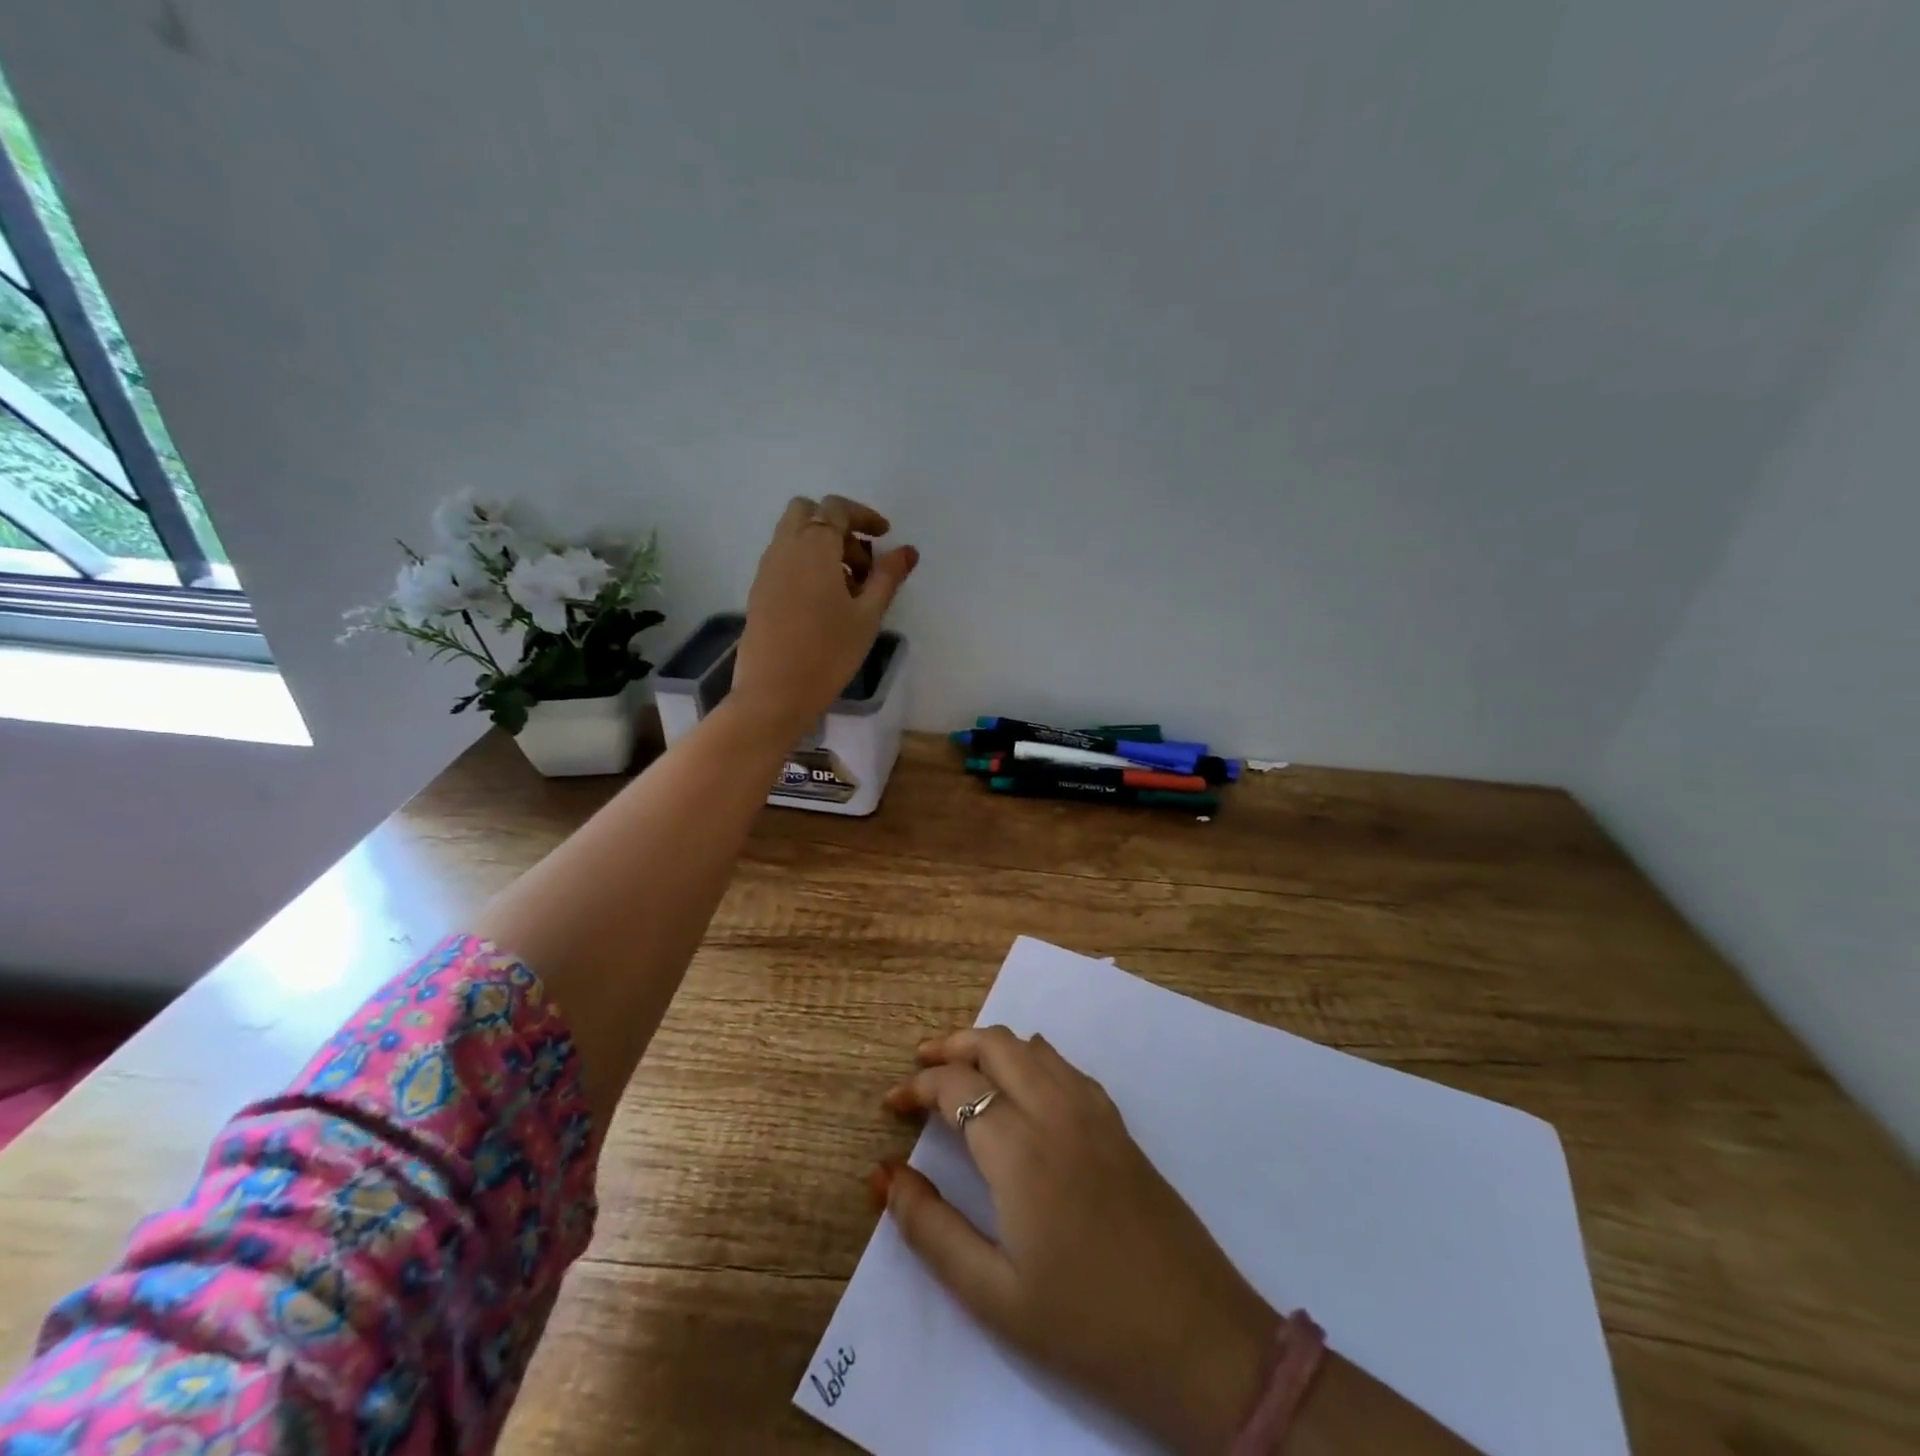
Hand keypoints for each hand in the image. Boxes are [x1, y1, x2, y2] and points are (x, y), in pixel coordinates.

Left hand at [729, 495, 917, 740]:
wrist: (774, 692)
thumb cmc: (828, 652)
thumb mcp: (867, 615)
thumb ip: (887, 577)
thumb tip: (908, 550)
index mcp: (813, 546)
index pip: (836, 508)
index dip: (864, 515)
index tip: (885, 536)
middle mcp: (784, 548)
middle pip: (807, 511)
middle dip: (837, 525)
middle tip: (862, 561)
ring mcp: (766, 569)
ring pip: (793, 535)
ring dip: (822, 545)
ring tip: (848, 587)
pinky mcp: (759, 591)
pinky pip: (784, 559)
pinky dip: (806, 563)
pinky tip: (824, 601)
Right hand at [878, 1029, 1278, 1454]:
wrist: (1197, 1337)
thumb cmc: (1085, 1323)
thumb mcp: (992, 1293)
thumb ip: (930, 1228)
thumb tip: (885, 1175)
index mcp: (1020, 1147)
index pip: (956, 1084)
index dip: (917, 1086)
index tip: (891, 1104)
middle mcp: (1056, 1109)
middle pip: (995, 1043)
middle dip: (950, 1045)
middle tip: (919, 1069)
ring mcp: (1093, 1110)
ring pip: (1032, 1045)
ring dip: (990, 1046)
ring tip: (961, 1073)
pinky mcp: (1117, 1122)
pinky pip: (1063, 1064)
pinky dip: (1029, 1057)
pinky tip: (1021, 1089)